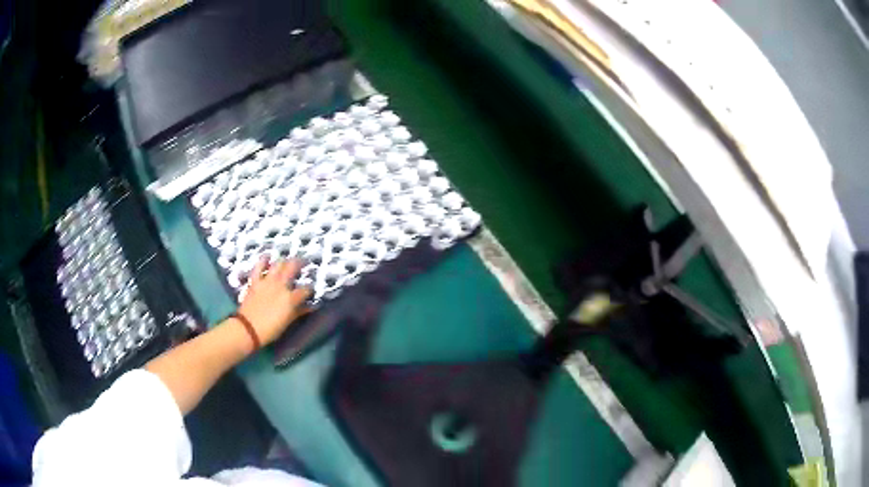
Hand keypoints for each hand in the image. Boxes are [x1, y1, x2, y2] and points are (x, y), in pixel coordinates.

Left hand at [237, 256, 311, 345]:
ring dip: (284, 261)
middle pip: (293, 268)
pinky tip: (267, 257)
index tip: (311, 289)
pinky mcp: (255, 281)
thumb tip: (310, 306)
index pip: (305, 289)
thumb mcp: (287, 322)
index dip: (310, 288)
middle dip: (300, 263)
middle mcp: (280, 286)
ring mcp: (267, 282)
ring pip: (278, 264)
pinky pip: (259, 267)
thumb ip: (299, 312)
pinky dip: (263, 261)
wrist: (248, 329)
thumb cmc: (270, 329)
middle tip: (304, 262)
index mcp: (290, 298)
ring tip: (288, 260)